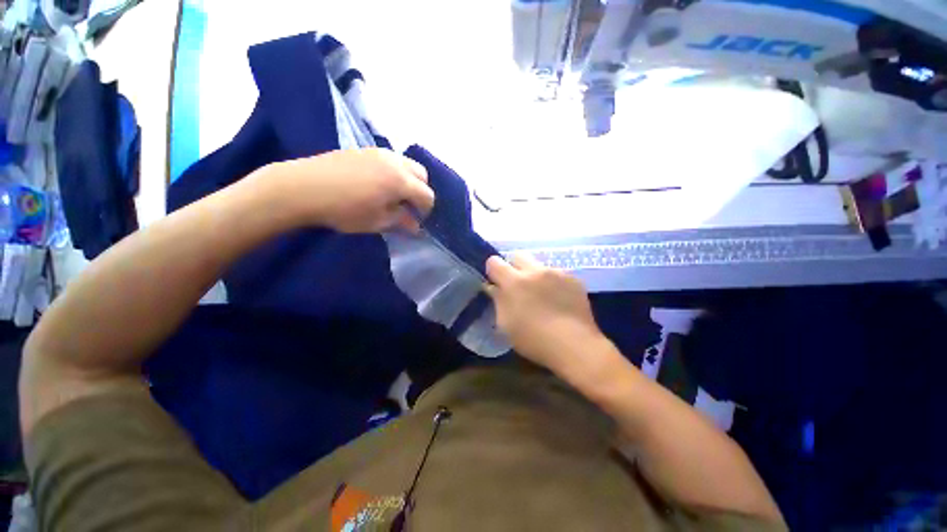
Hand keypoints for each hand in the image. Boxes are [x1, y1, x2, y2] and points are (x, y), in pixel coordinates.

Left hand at [270, 148, 434, 232]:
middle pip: (422, 174)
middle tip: (408, 205)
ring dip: (408, 179)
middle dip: (420, 191)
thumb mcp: (376, 221)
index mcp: (400, 181)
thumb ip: (401, 221)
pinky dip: (395, 171)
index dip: (426, 209)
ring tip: (394, 194)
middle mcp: (395, 162)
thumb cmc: (343, 210)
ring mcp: (380, 152)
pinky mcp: (365, 149)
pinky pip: (391, 159)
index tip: (417, 219)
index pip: (427, 194)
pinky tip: (378, 183)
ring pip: (407, 163)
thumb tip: (416, 226)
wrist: (303, 187)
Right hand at [485, 253, 608, 376]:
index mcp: (514, 282)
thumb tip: (493, 287)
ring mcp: (556, 273)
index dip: (493, 271)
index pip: (494, 262)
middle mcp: (535, 271)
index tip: (497, 282)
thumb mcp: (506, 324)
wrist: (574, 345)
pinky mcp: (573, 279)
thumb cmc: (533, 339)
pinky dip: (553, 283)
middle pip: (518, 255)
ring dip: (535, 276)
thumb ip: (498, 300)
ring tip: (542, 296)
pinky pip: (557, 274)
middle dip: (514, 267)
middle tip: (518, 286)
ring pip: (539, 265)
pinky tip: (559, 300)